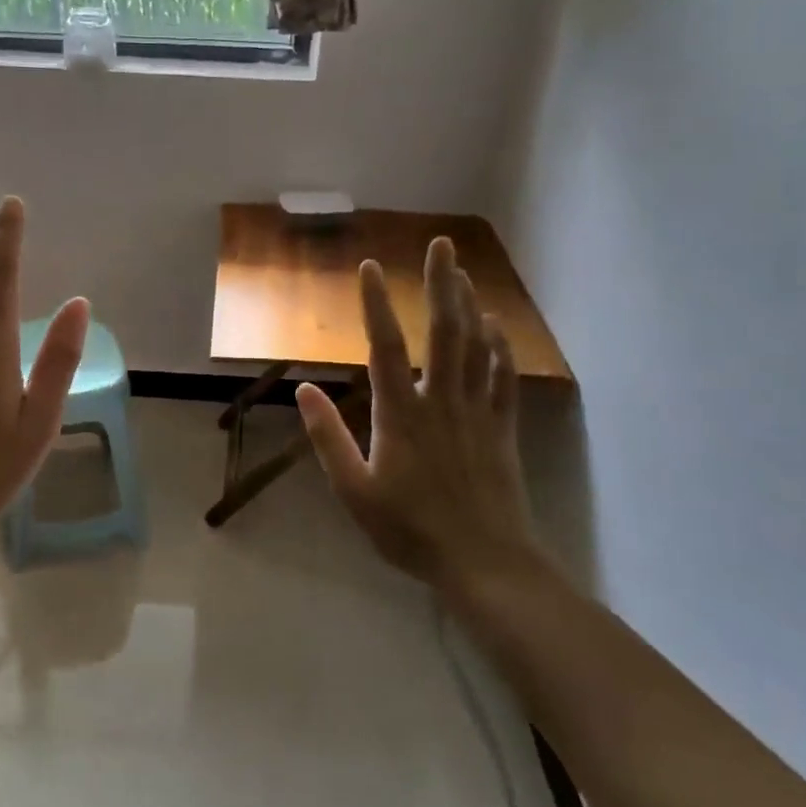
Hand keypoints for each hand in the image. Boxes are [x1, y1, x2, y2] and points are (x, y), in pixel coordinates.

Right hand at [296, 239, 548, 591]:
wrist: (482, 561)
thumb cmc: (409, 529)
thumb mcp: (354, 492)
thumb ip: (328, 439)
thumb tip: (302, 389)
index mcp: (400, 414)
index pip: (384, 347)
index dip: (376, 304)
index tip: (370, 268)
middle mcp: (441, 401)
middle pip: (443, 331)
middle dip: (441, 284)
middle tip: (442, 244)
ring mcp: (477, 412)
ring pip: (476, 346)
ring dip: (469, 305)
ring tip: (462, 272)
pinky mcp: (502, 428)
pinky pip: (503, 377)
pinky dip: (499, 346)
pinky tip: (495, 326)